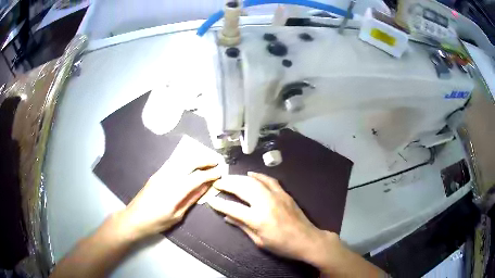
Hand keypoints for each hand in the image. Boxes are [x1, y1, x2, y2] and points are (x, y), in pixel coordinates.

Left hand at [117, 163, 220, 241]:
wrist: (134, 218)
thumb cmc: (156, 222)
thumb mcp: (177, 216)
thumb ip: (191, 199)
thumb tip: (205, 187)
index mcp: (174, 191)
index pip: (197, 177)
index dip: (210, 174)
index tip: (220, 172)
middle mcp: (168, 178)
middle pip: (189, 162)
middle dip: (204, 160)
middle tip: (216, 161)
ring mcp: (160, 173)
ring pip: (181, 159)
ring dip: (195, 158)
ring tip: (206, 160)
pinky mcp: (156, 174)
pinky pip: (173, 162)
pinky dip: (185, 160)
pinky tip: (190, 163)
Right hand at [207, 172, 337, 264]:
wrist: (307, 240)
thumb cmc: (282, 245)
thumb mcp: (259, 241)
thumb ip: (242, 226)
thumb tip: (227, 216)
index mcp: (258, 219)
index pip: (233, 208)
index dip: (219, 204)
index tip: (210, 200)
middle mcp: (265, 203)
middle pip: (242, 188)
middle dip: (227, 184)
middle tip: (217, 183)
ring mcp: (276, 196)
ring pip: (254, 181)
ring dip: (239, 178)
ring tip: (229, 178)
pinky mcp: (284, 193)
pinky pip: (269, 180)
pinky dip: (258, 176)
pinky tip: (250, 174)